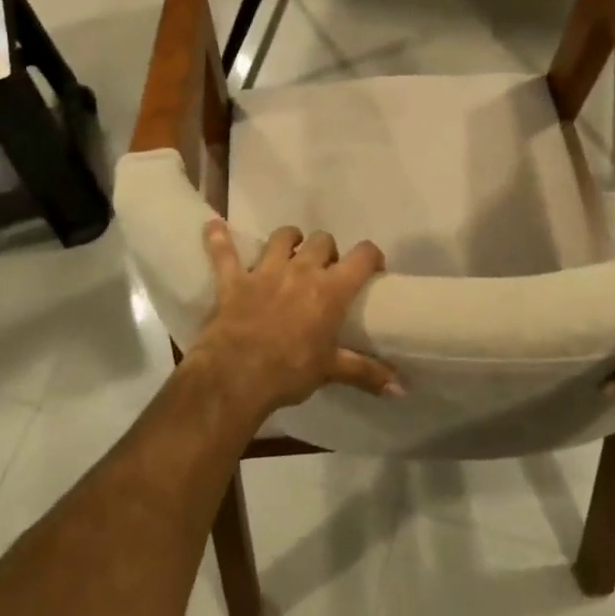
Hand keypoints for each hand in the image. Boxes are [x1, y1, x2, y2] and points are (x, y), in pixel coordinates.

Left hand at [188, 219, 400, 412]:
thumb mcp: (331, 371)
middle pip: (321, 240)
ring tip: (290, 250)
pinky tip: (212, 226)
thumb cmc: (289, 371)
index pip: (361, 256)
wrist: (235, 375)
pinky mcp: (234, 279)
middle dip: (327, 250)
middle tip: (325, 270)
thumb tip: (401, 389)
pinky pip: (223, 252)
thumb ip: (366, 373)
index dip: (371, 256)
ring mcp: (265, 271)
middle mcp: (301, 270)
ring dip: (288, 240)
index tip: (372, 267)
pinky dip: (218, 238)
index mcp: (330, 289)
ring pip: (281, 237)